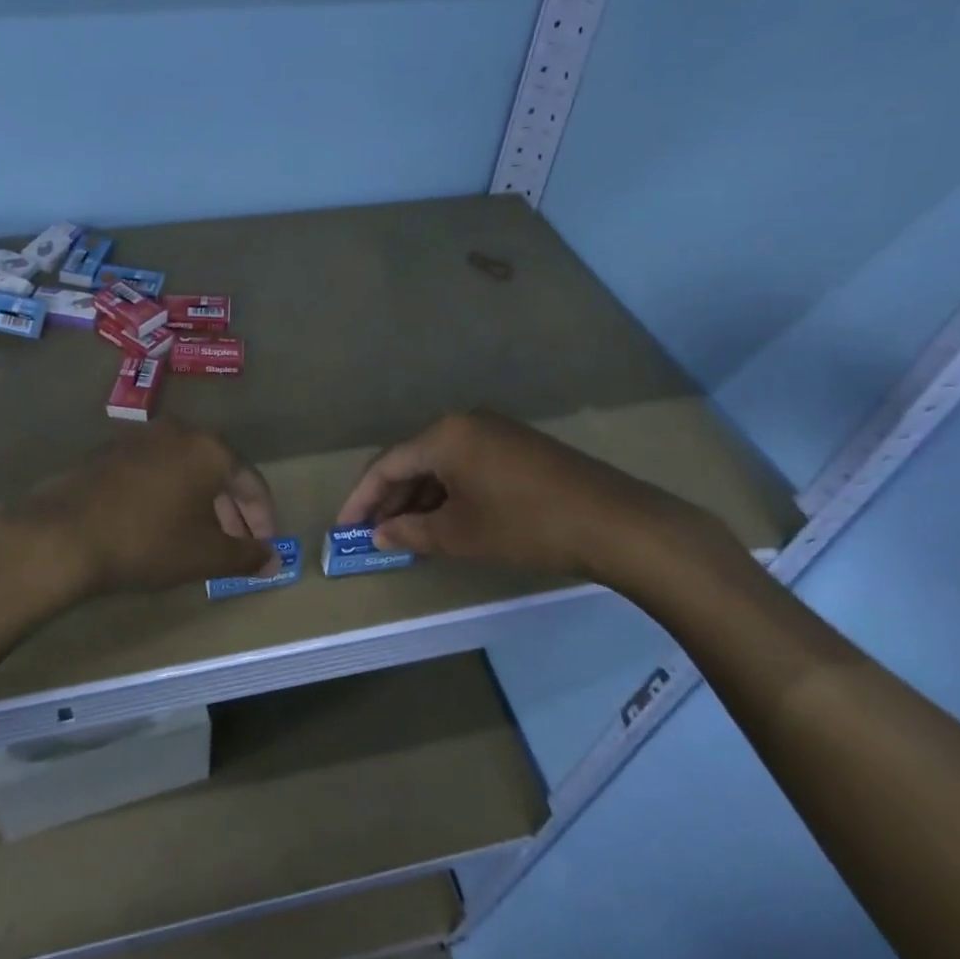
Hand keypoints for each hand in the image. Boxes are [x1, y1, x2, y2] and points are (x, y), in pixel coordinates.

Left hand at [3, 419, 279, 594]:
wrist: (64, 535)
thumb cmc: (148, 541)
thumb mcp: (205, 556)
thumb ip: (246, 556)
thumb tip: (272, 560)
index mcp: (209, 448)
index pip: (251, 481)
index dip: (263, 518)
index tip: (264, 548)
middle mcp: (178, 431)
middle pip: (218, 471)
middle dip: (231, 512)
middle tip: (234, 546)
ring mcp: (140, 438)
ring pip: (184, 470)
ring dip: (199, 503)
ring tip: (199, 539)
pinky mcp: (109, 451)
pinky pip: (154, 471)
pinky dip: (168, 495)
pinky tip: (159, 525)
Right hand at [335, 410, 722, 589]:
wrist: (614, 522)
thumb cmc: (525, 525)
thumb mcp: (460, 534)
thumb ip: (411, 532)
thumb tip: (379, 535)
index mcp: (445, 435)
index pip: (387, 464)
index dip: (362, 498)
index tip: (345, 528)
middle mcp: (465, 423)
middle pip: (413, 461)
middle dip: (390, 500)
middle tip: (372, 535)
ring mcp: (495, 432)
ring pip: (441, 465)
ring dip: (420, 499)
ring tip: (404, 535)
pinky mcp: (517, 448)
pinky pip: (467, 466)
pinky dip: (449, 494)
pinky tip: (444, 522)